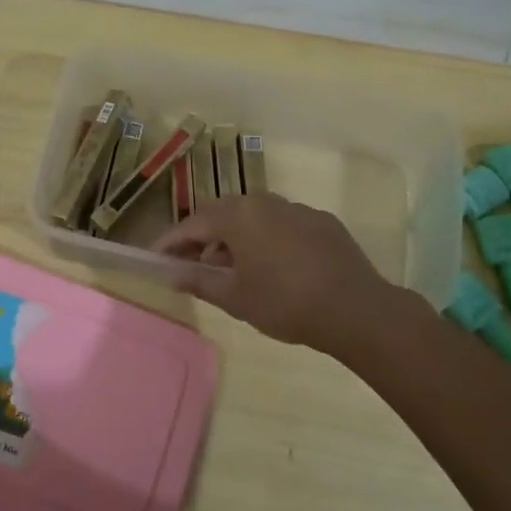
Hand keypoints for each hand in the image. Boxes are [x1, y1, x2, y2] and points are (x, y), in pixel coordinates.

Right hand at [152, 192, 401, 352]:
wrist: (355, 308)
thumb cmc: (284, 302)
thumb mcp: (235, 297)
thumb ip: (199, 281)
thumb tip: (172, 274)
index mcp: (238, 215)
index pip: (192, 224)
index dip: (171, 242)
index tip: (155, 257)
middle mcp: (264, 202)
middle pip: (222, 215)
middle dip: (202, 238)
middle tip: (190, 264)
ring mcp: (296, 208)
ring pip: (254, 218)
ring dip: (235, 238)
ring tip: (231, 269)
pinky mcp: (321, 221)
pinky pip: (282, 224)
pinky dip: (266, 239)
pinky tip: (272, 266)